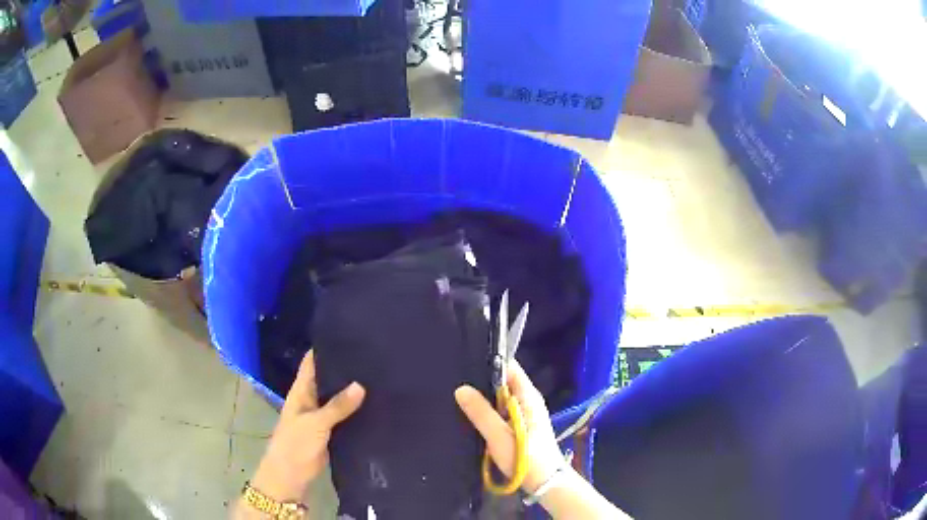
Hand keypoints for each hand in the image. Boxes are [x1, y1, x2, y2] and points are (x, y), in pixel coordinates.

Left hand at [251, 351, 364, 501]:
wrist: (290, 476)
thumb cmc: (295, 445)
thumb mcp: (315, 423)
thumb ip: (337, 406)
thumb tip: (361, 384)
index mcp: (300, 392)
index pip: (311, 362)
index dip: (324, 348)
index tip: (346, 334)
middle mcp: (310, 400)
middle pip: (326, 379)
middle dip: (343, 368)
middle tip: (371, 354)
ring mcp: (320, 417)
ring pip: (336, 399)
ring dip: (351, 391)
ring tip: (377, 375)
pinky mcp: (329, 433)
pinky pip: (343, 417)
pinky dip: (355, 411)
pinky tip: (373, 405)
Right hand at [455, 360, 564, 493]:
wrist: (545, 483)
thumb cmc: (525, 457)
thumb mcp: (499, 436)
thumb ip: (481, 412)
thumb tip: (461, 388)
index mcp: (528, 397)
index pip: (511, 368)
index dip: (491, 362)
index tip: (467, 362)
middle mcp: (528, 401)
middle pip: (504, 382)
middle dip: (482, 381)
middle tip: (456, 380)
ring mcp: (525, 415)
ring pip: (501, 399)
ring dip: (484, 398)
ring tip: (458, 396)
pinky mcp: (520, 428)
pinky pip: (501, 412)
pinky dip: (489, 411)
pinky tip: (472, 416)